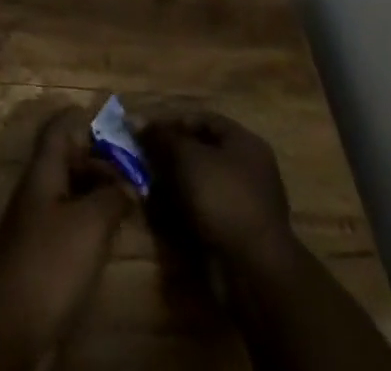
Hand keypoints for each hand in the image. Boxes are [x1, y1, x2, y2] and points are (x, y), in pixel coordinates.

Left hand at [0, 106, 135, 342]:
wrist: (14, 323)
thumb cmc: (52, 260)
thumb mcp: (91, 222)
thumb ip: (113, 196)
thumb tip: (129, 183)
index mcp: (44, 169)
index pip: (59, 127)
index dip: (83, 118)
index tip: (115, 122)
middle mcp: (38, 188)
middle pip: (67, 158)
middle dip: (99, 158)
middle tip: (134, 169)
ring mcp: (38, 221)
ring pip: (70, 190)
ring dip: (98, 190)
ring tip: (131, 201)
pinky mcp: (43, 253)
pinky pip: (70, 220)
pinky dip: (92, 218)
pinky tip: (112, 234)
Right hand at [139, 113, 294, 271]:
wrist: (254, 271)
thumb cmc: (223, 198)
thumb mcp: (187, 157)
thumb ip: (162, 137)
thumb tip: (137, 120)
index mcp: (244, 143)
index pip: (203, 120)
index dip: (172, 122)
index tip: (146, 133)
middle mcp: (248, 169)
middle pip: (201, 153)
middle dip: (170, 156)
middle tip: (143, 161)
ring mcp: (243, 204)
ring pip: (199, 184)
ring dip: (173, 184)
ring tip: (147, 187)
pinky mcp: (235, 233)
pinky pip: (203, 212)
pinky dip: (182, 211)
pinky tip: (161, 214)